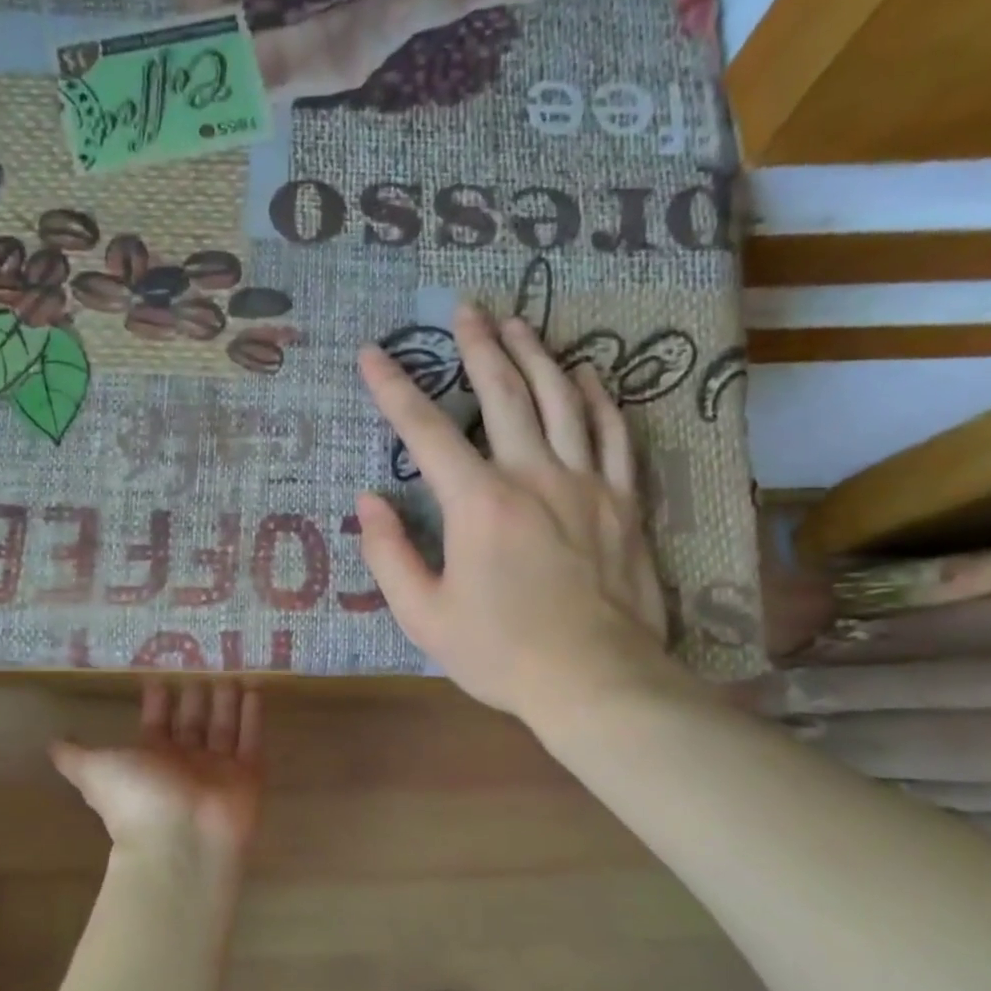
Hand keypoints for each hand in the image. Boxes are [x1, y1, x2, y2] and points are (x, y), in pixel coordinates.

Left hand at [50, 682, 263, 873]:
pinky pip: (251, 738)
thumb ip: (76, 756)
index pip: (156, 723)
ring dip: (227, 701)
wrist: (181, 841)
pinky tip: (255, 687)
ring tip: (231, 672)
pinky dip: (253, 714)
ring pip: (224, 726)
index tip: (160, 676)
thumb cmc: (136, 799)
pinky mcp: (248, 774)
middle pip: (192, 722)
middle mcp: (185, 762)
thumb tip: (50, 745)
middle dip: (196, 697)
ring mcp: (218, 768)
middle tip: (202, 665)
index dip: (157, 701)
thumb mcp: (95, 770)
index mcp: (151, 759)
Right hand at [356, 303, 690, 725]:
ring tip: (519, 323)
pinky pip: (614, 435)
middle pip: (503, 393)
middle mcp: (532, 476)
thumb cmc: (501, 653)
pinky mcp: (623, 502)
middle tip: (466, 309)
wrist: (596, 681)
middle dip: (478, 346)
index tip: (372, 354)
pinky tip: (588, 375)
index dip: (394, 388)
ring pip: (562, 400)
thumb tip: (367, 502)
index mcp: (478, 503)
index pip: (426, 430)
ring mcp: (585, 484)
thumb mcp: (423, 616)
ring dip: (537, 355)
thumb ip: (389, 555)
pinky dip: (599, 399)